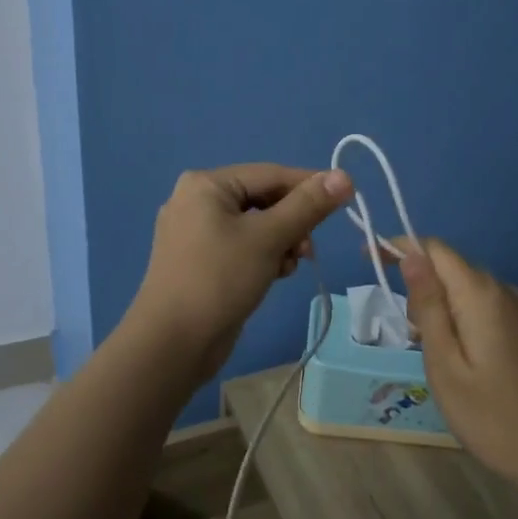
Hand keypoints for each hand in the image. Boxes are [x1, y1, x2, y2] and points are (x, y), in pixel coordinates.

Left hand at [127, 163, 354, 387]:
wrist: (171, 344)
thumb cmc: (219, 279)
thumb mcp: (269, 238)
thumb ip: (308, 205)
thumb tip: (344, 175)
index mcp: (206, 184)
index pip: (271, 174)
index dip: (310, 186)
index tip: (345, 200)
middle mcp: (197, 200)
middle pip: (264, 199)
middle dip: (292, 223)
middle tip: (308, 250)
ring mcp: (196, 232)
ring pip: (256, 225)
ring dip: (281, 242)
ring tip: (289, 267)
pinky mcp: (201, 260)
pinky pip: (243, 246)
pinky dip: (263, 256)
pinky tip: (274, 276)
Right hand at [389, 238, 517, 486]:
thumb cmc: (488, 415)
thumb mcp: (443, 363)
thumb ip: (427, 305)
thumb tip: (411, 255)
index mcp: (481, 294)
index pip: (434, 249)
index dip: (399, 247)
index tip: (369, 260)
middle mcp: (502, 289)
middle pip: (449, 266)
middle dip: (419, 285)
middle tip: (410, 335)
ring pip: (464, 286)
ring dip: (439, 304)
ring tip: (431, 351)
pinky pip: (482, 304)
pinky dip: (459, 315)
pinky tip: (457, 354)